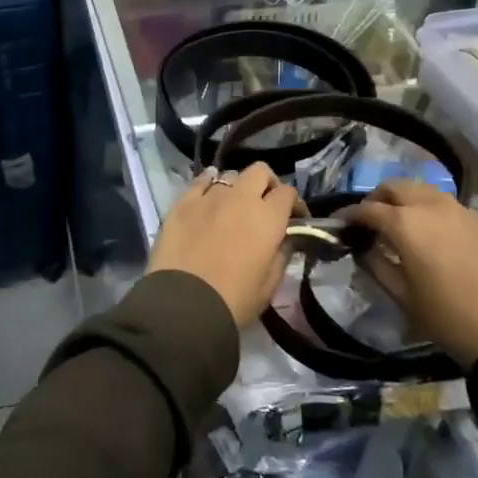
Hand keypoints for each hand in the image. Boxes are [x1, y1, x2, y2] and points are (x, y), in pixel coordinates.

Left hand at [148, 164, 299, 329]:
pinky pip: (200, 181)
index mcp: (267, 218)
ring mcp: (209, 196)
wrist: (184, 306)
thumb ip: (282, 255)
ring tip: (232, 206)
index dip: (294, 203)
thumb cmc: (234, 300)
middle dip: (267, 184)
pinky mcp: (183, 202)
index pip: (288, 193)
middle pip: (259, 171)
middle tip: (264, 205)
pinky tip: (208, 195)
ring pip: (229, 175)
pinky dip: (208, 184)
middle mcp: (241, 198)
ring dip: (236, 187)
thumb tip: (285, 239)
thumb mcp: (270, 285)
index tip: (293, 218)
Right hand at [343, 179, 477, 364]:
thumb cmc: (447, 318)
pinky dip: (437, 215)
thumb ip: (376, 265)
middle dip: (379, 198)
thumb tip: (365, 248)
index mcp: (405, 223)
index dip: (350, 214)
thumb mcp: (402, 296)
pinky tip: (440, 240)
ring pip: (426, 191)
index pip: (368, 209)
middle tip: (372, 220)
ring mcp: (464, 211)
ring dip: (408, 200)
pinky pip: (453, 209)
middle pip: (397, 186)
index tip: (339, 223)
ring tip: (405, 224)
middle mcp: (432, 206)